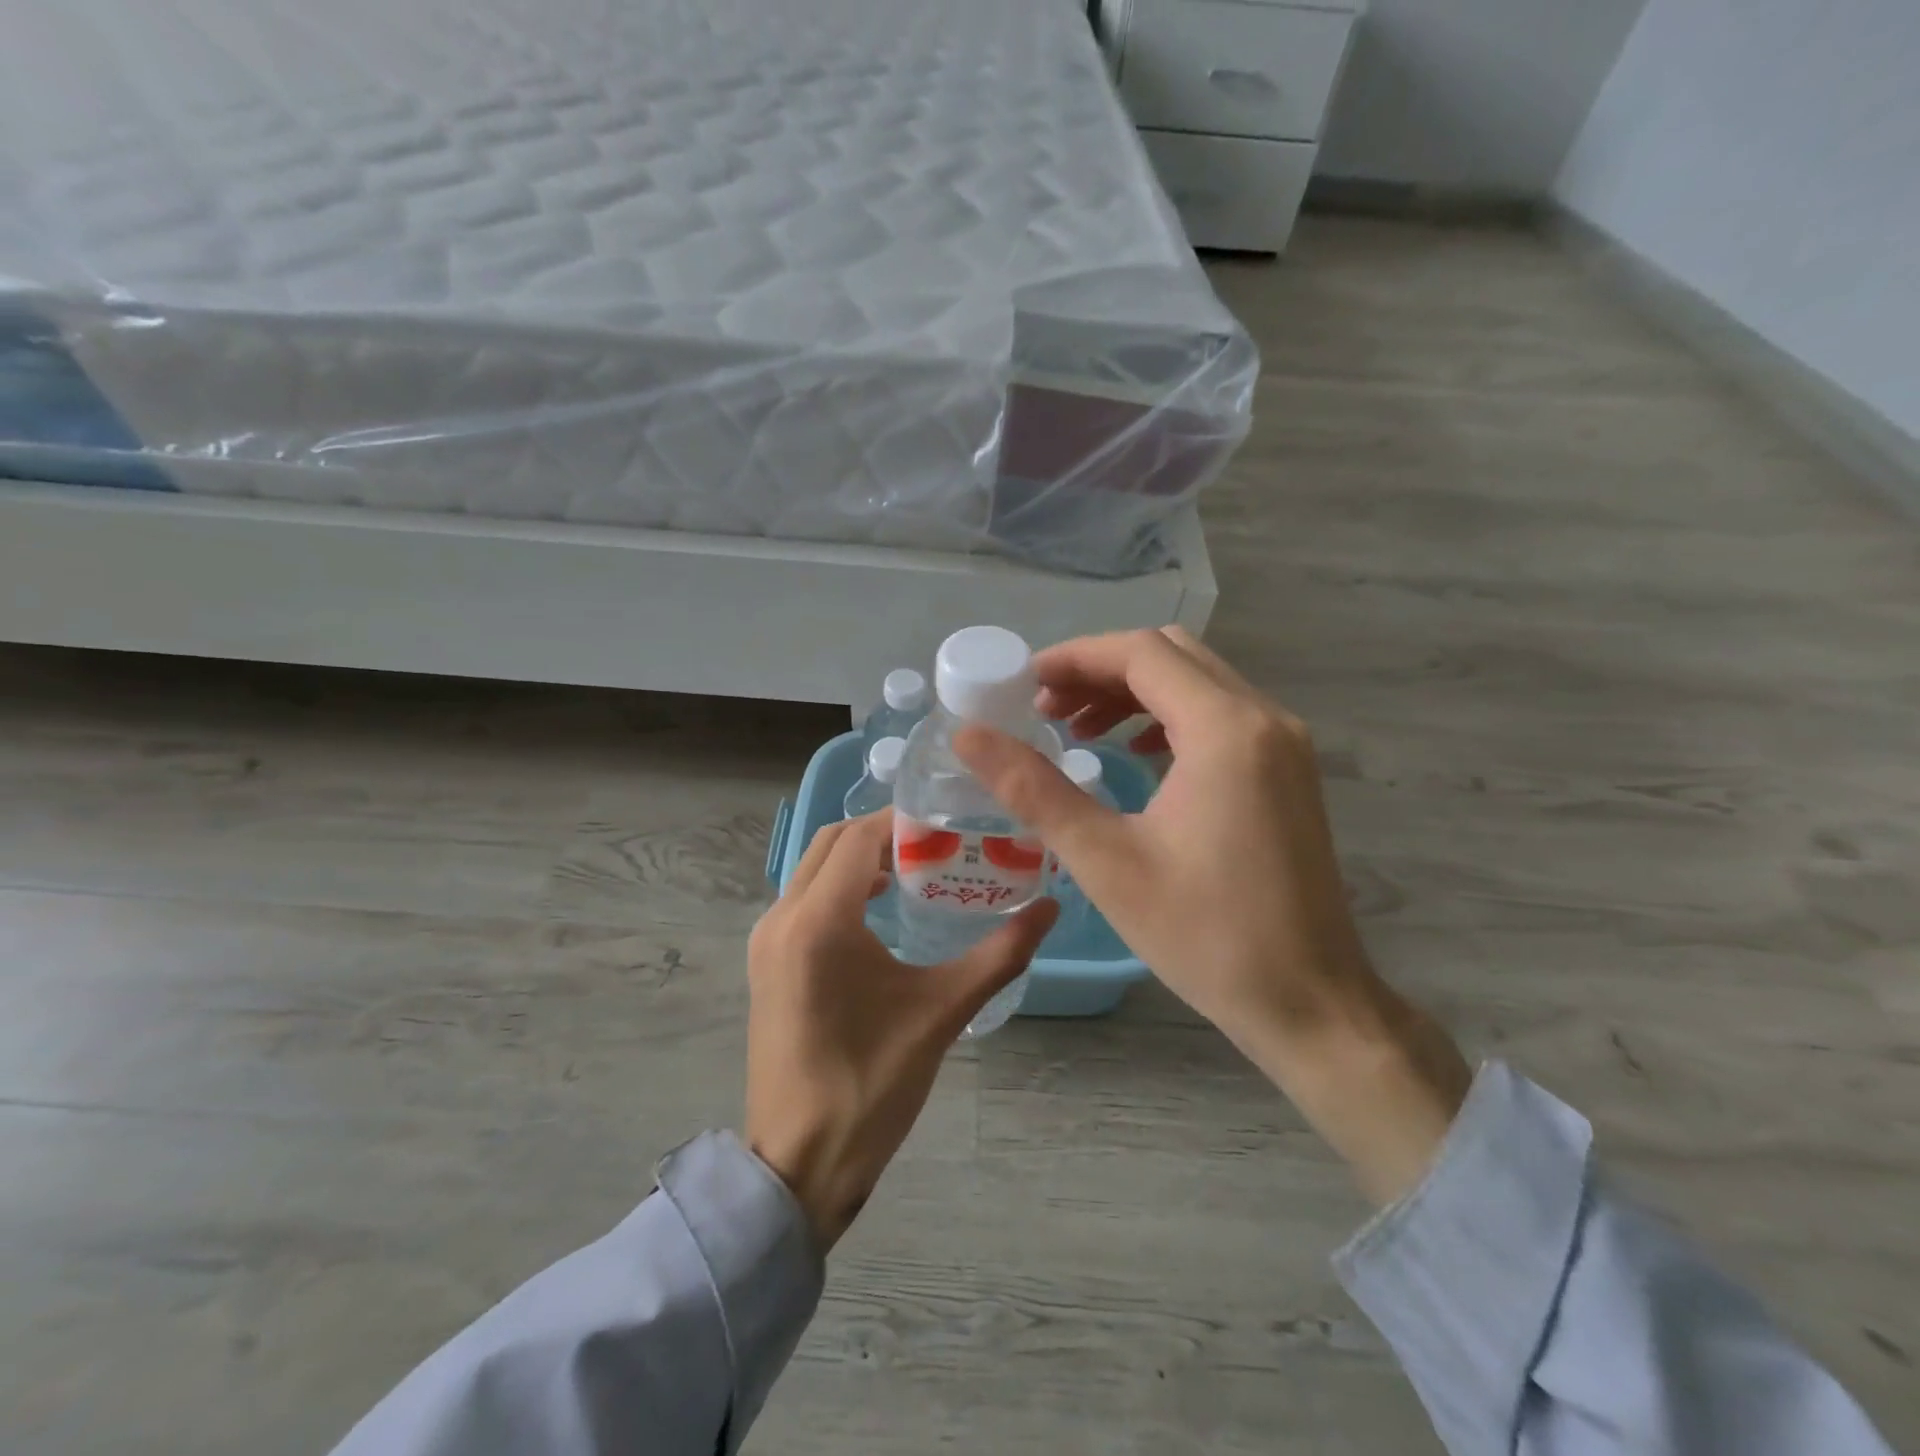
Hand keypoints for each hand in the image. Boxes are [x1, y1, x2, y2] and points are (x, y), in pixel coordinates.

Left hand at [745, 813, 1056, 1248]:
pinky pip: (804, 897)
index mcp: (819, 922)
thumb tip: (1050, 908)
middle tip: (938, 841)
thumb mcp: (942, 1013)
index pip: (860, 838)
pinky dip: (840, 884)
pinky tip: (880, 907)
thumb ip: (999, 955)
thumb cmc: (870, 1086)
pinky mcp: (766, 960)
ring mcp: (767, 940)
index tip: (951, 820)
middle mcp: (782, 917)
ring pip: (814, 867)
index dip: (904, 820)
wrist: (798, 1162)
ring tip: (916, 868)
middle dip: (883, 832)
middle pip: (832, 842)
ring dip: (860, 857)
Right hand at [955, 628, 1471, 1205]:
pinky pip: (1220, 714)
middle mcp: (1264, 718)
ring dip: (1133, 692)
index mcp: (1225, 730)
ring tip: (1078, 730)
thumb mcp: (1105, 860)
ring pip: (1198, 682)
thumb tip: (968, 736)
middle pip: (1171, 655)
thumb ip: (1033, 788)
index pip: (1141, 653)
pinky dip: (1168, 716)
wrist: (1310, 1002)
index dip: (1075, 658)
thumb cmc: (1204, 935)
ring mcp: (1285, 743)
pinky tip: (1133, 754)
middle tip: (1045, 709)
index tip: (1023, 684)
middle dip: (1101, 670)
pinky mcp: (1289, 770)